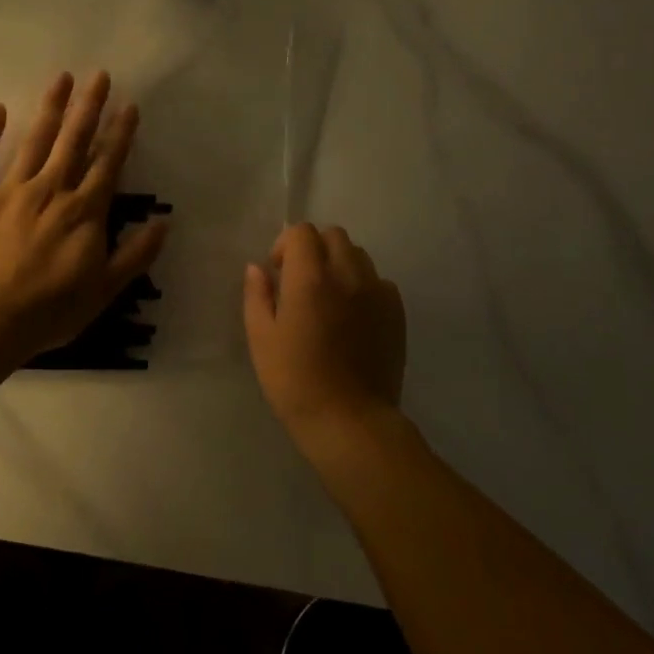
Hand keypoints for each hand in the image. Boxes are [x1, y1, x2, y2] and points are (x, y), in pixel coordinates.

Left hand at [0, 71, 167, 359]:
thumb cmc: (49, 310)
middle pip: (74, 141)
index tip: (129, 105)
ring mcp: (11, 191)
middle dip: (89, 107)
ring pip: (35, 141)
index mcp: (84, 211)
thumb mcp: (105, 290)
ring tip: (62, 79)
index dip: (120, 134)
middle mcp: (51, 190)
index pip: (108, 164)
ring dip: (50, 108)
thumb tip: (164, 222)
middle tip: (99, 75)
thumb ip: (136, 254)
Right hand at [244, 224, 405, 444]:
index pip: (302, 232)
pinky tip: (352, 316)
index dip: (285, 244)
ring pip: (358, 255)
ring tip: (328, 298)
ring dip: (339, 264)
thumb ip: (257, 296)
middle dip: (314, 248)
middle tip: (300, 281)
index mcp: (310, 278)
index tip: (278, 272)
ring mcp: (377, 292)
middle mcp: (348, 274)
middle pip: (333, 235)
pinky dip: (363, 286)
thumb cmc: (295, 382)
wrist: (350, 420)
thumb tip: (257, 268)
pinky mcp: (396, 312)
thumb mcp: (261, 339)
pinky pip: (379, 281)